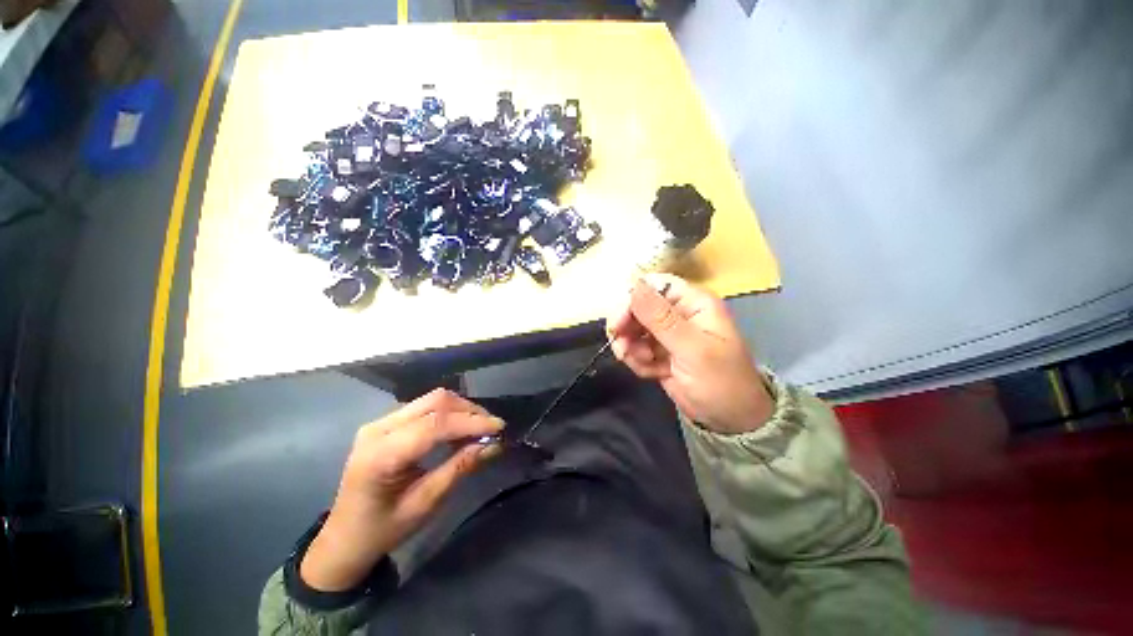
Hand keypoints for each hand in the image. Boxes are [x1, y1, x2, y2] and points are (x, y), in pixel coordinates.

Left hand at [300, 389, 504, 590]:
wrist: (344, 538)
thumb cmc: (383, 529)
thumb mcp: (425, 504)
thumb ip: (459, 468)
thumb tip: (494, 444)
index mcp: (381, 455)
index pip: (435, 424)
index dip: (471, 423)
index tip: (499, 428)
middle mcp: (379, 428)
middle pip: (435, 401)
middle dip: (469, 411)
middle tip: (492, 428)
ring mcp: (380, 422)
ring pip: (432, 399)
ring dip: (461, 410)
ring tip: (480, 429)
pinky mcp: (386, 422)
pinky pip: (425, 407)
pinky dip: (449, 414)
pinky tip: (459, 429)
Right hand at [606, 273, 773, 434]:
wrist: (729, 420)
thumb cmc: (721, 381)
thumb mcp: (692, 349)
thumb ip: (661, 318)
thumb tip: (634, 286)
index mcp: (692, 302)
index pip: (653, 286)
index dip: (631, 299)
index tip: (618, 323)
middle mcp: (677, 312)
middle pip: (637, 306)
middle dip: (627, 328)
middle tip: (622, 349)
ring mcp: (666, 333)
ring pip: (632, 328)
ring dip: (631, 347)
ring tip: (644, 364)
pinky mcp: (657, 351)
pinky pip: (635, 348)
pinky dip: (637, 360)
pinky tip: (651, 372)